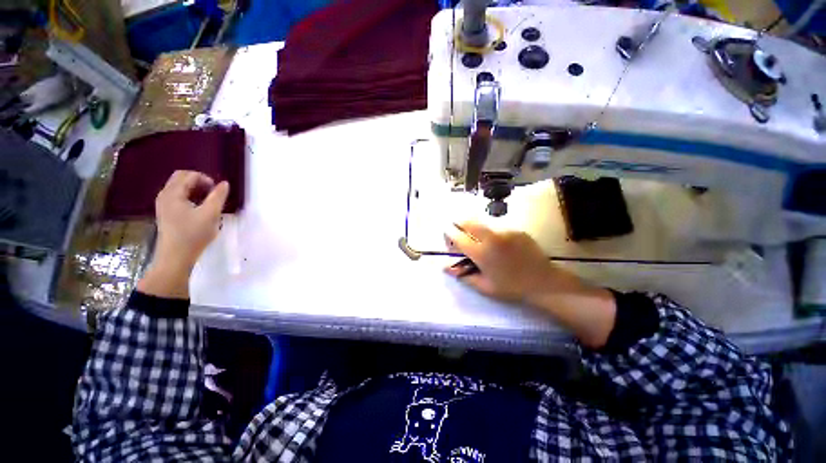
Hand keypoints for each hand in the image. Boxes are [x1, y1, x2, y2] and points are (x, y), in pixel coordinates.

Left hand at [137, 171, 228, 298]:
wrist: (176, 256)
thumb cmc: (193, 234)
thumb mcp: (210, 214)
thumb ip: (218, 196)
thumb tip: (224, 184)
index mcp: (173, 193)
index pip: (189, 175)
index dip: (205, 179)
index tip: (218, 191)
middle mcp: (165, 195)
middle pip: (181, 178)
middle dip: (198, 181)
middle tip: (213, 193)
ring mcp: (163, 204)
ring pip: (178, 187)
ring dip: (194, 189)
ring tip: (208, 201)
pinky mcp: (165, 213)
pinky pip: (177, 196)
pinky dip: (189, 196)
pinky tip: (198, 208)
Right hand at [444, 222, 582, 304]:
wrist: (543, 283)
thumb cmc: (511, 288)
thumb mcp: (484, 287)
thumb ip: (463, 275)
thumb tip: (444, 267)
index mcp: (481, 253)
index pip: (458, 237)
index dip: (449, 234)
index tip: (447, 233)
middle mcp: (491, 238)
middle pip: (469, 222)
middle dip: (459, 223)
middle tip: (457, 228)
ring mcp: (505, 232)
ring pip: (483, 223)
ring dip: (475, 227)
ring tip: (478, 237)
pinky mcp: (516, 230)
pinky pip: (498, 228)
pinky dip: (492, 233)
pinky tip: (499, 244)